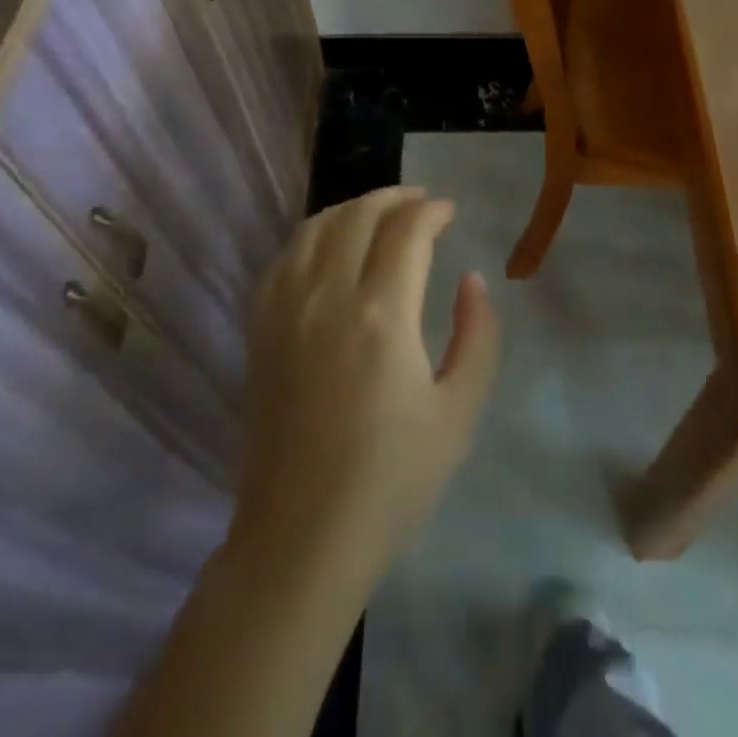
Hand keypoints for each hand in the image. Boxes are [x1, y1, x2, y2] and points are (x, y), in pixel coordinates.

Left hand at [233, 187, 499, 580]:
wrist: (302, 538)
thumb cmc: (393, 480)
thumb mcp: (460, 411)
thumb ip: (477, 335)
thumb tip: (471, 280)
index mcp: (382, 315)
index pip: (407, 231)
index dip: (432, 211)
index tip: (450, 212)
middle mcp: (327, 298)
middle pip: (358, 216)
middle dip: (394, 198)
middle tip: (420, 202)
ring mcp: (285, 312)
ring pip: (314, 228)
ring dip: (351, 209)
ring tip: (377, 214)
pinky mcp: (259, 332)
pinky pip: (282, 259)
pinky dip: (311, 235)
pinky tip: (327, 246)